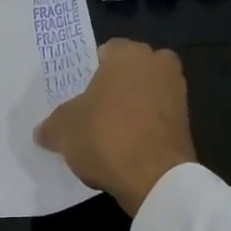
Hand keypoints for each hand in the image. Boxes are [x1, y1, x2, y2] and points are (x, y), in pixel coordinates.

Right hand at [34, 38, 197, 216]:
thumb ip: (51, 125)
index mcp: (129, 53)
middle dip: (114, 86)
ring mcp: (178, 93)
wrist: (155, 178)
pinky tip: (125, 147)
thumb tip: (43, 132)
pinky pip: (156, 118)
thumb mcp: (63, 130)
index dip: (89, 72)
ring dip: (131, 108)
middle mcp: (158, 64)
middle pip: (129, 71)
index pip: (105, 52)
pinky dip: (144, 127)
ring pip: (145, 94)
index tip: (77, 94)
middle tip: (92, 109)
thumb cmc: (105, 135)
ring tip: (107, 132)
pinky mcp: (187, 123)